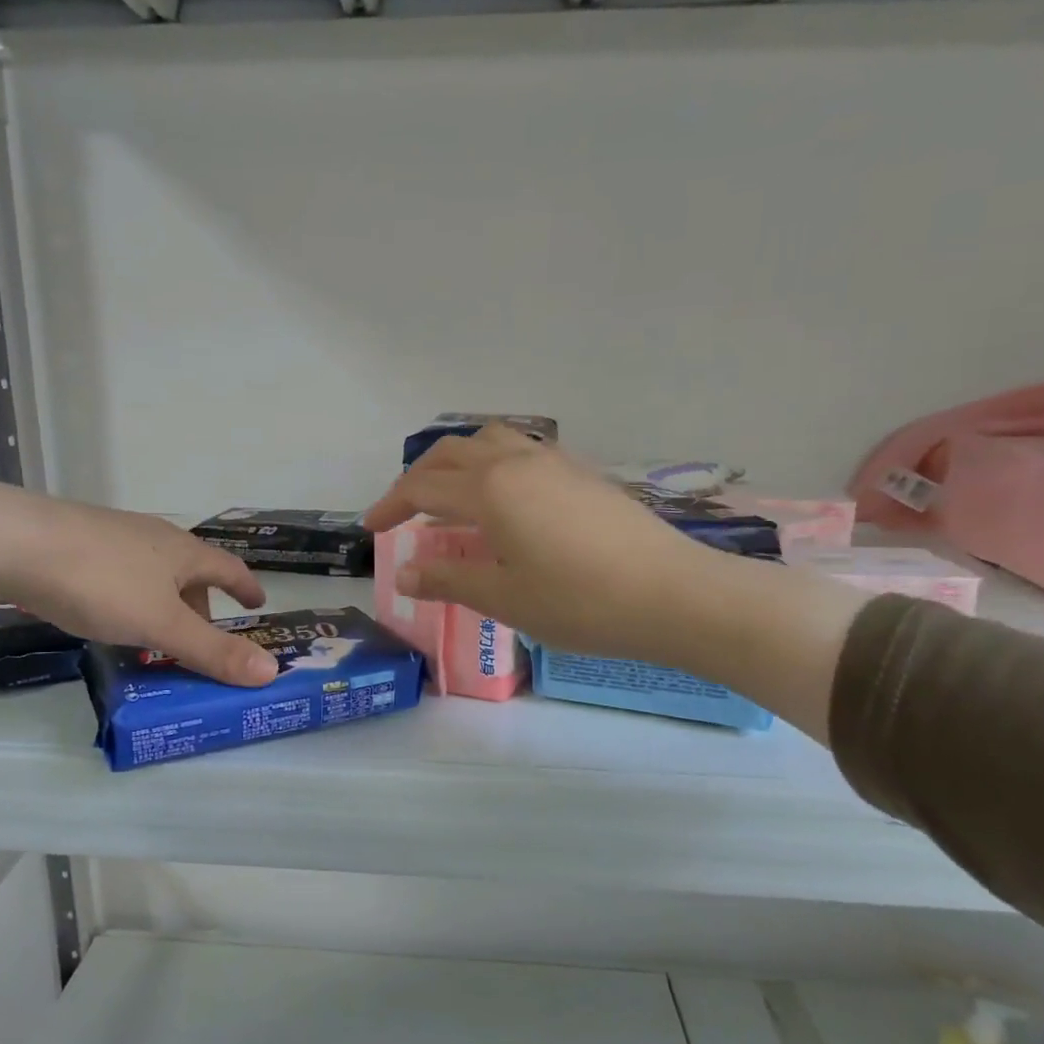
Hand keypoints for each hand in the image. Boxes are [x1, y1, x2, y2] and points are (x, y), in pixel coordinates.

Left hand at [0, 482, 279, 685]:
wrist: (11, 541)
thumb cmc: (101, 582)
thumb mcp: (161, 624)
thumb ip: (212, 651)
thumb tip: (272, 670)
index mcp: (182, 551)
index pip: (228, 568)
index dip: (245, 587)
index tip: (257, 604)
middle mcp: (153, 538)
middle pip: (189, 572)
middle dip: (200, 605)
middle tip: (200, 639)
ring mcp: (112, 537)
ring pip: (152, 574)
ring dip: (163, 604)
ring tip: (153, 636)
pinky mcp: (75, 544)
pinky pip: (119, 575)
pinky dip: (130, 599)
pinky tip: (106, 617)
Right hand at [362, 426, 713, 666]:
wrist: (672, 593)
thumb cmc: (580, 601)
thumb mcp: (505, 597)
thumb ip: (449, 578)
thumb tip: (405, 572)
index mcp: (490, 490)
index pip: (423, 487)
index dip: (391, 505)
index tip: (371, 529)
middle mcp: (518, 462)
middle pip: (452, 452)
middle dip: (418, 477)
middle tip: (403, 510)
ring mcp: (555, 463)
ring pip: (490, 441)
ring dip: (458, 461)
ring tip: (450, 495)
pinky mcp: (584, 474)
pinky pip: (523, 451)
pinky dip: (494, 463)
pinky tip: (505, 499)